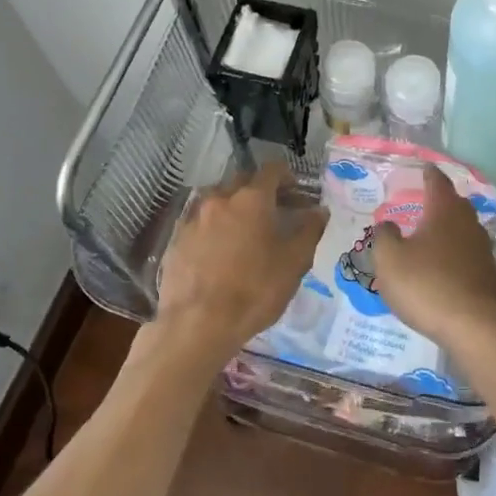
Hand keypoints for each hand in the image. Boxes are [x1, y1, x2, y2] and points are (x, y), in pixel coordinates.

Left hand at [155, 159, 326, 365]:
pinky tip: (219, 253)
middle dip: (260, 191)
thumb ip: (309, 230)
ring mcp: (193, 218)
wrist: (196, 325)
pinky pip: (200, 224)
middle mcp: (220, 198)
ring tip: (245, 234)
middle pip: (243, 181)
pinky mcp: (176, 240)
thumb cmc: (254, 290)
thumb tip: (319, 210)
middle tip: (274, 213)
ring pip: (218, 201)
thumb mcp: (294, 263)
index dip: (287, 178)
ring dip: (234, 209)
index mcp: (251, 198)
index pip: (272, 170)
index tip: (297, 193)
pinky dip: (214, 229)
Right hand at [369, 163, 495, 358]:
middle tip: (420, 201)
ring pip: (462, 229)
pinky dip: (454, 254)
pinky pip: (467, 254)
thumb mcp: (390, 260)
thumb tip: (388, 224)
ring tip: (428, 235)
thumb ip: (384, 237)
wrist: (477, 328)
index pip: (437, 181)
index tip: (422, 167)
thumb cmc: (428, 286)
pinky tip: (442, 267)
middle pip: (453, 203)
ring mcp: (482, 249)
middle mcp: (467, 222)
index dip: (428, 173)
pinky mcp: (488, 275)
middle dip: (438, 201)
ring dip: (446, 229)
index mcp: (444, 210)